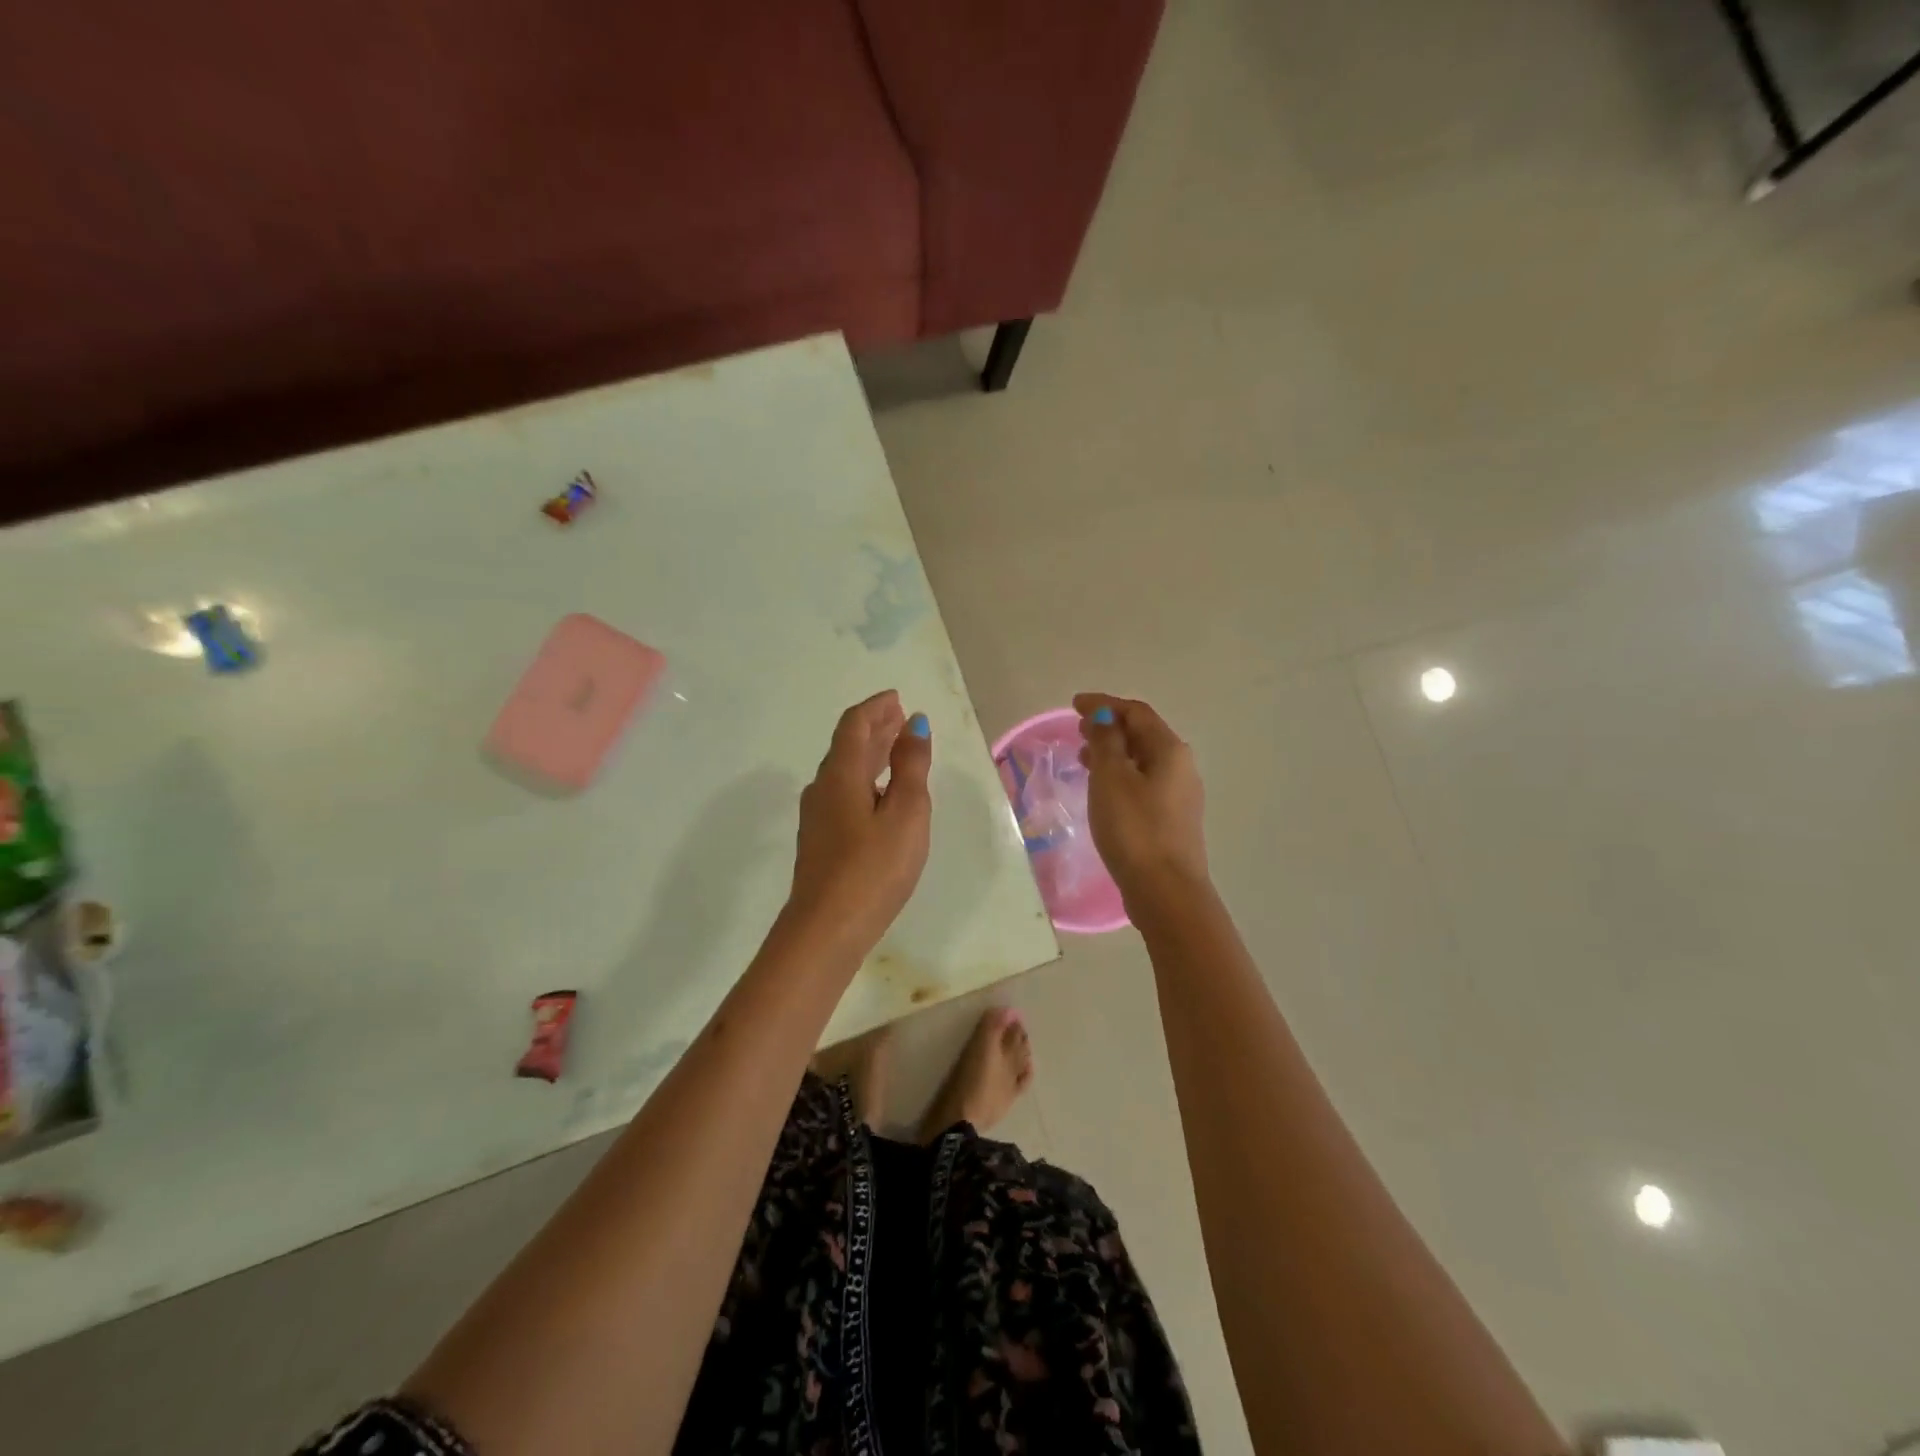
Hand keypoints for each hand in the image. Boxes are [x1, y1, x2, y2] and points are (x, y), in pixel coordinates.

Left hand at [786, 690, 932, 955]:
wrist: (826, 930)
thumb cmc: (873, 869)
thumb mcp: (906, 814)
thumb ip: (910, 767)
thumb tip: (914, 724)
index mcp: (841, 774)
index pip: (855, 725)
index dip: (876, 707)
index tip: (897, 698)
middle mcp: (823, 788)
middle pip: (847, 745)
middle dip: (875, 728)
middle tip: (901, 718)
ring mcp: (817, 816)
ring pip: (844, 770)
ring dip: (870, 753)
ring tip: (896, 749)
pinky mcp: (820, 840)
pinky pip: (843, 792)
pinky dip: (865, 778)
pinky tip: (880, 794)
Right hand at [1074, 693, 1208, 907]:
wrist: (1164, 890)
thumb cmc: (1134, 828)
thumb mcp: (1111, 778)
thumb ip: (1106, 741)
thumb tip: (1104, 717)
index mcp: (1169, 750)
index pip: (1136, 712)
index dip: (1105, 704)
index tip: (1074, 704)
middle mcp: (1181, 767)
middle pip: (1143, 734)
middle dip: (1110, 727)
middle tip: (1078, 730)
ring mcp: (1180, 795)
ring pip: (1143, 760)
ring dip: (1114, 752)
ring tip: (1084, 758)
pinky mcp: (1172, 820)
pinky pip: (1143, 783)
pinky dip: (1121, 775)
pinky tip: (1103, 790)